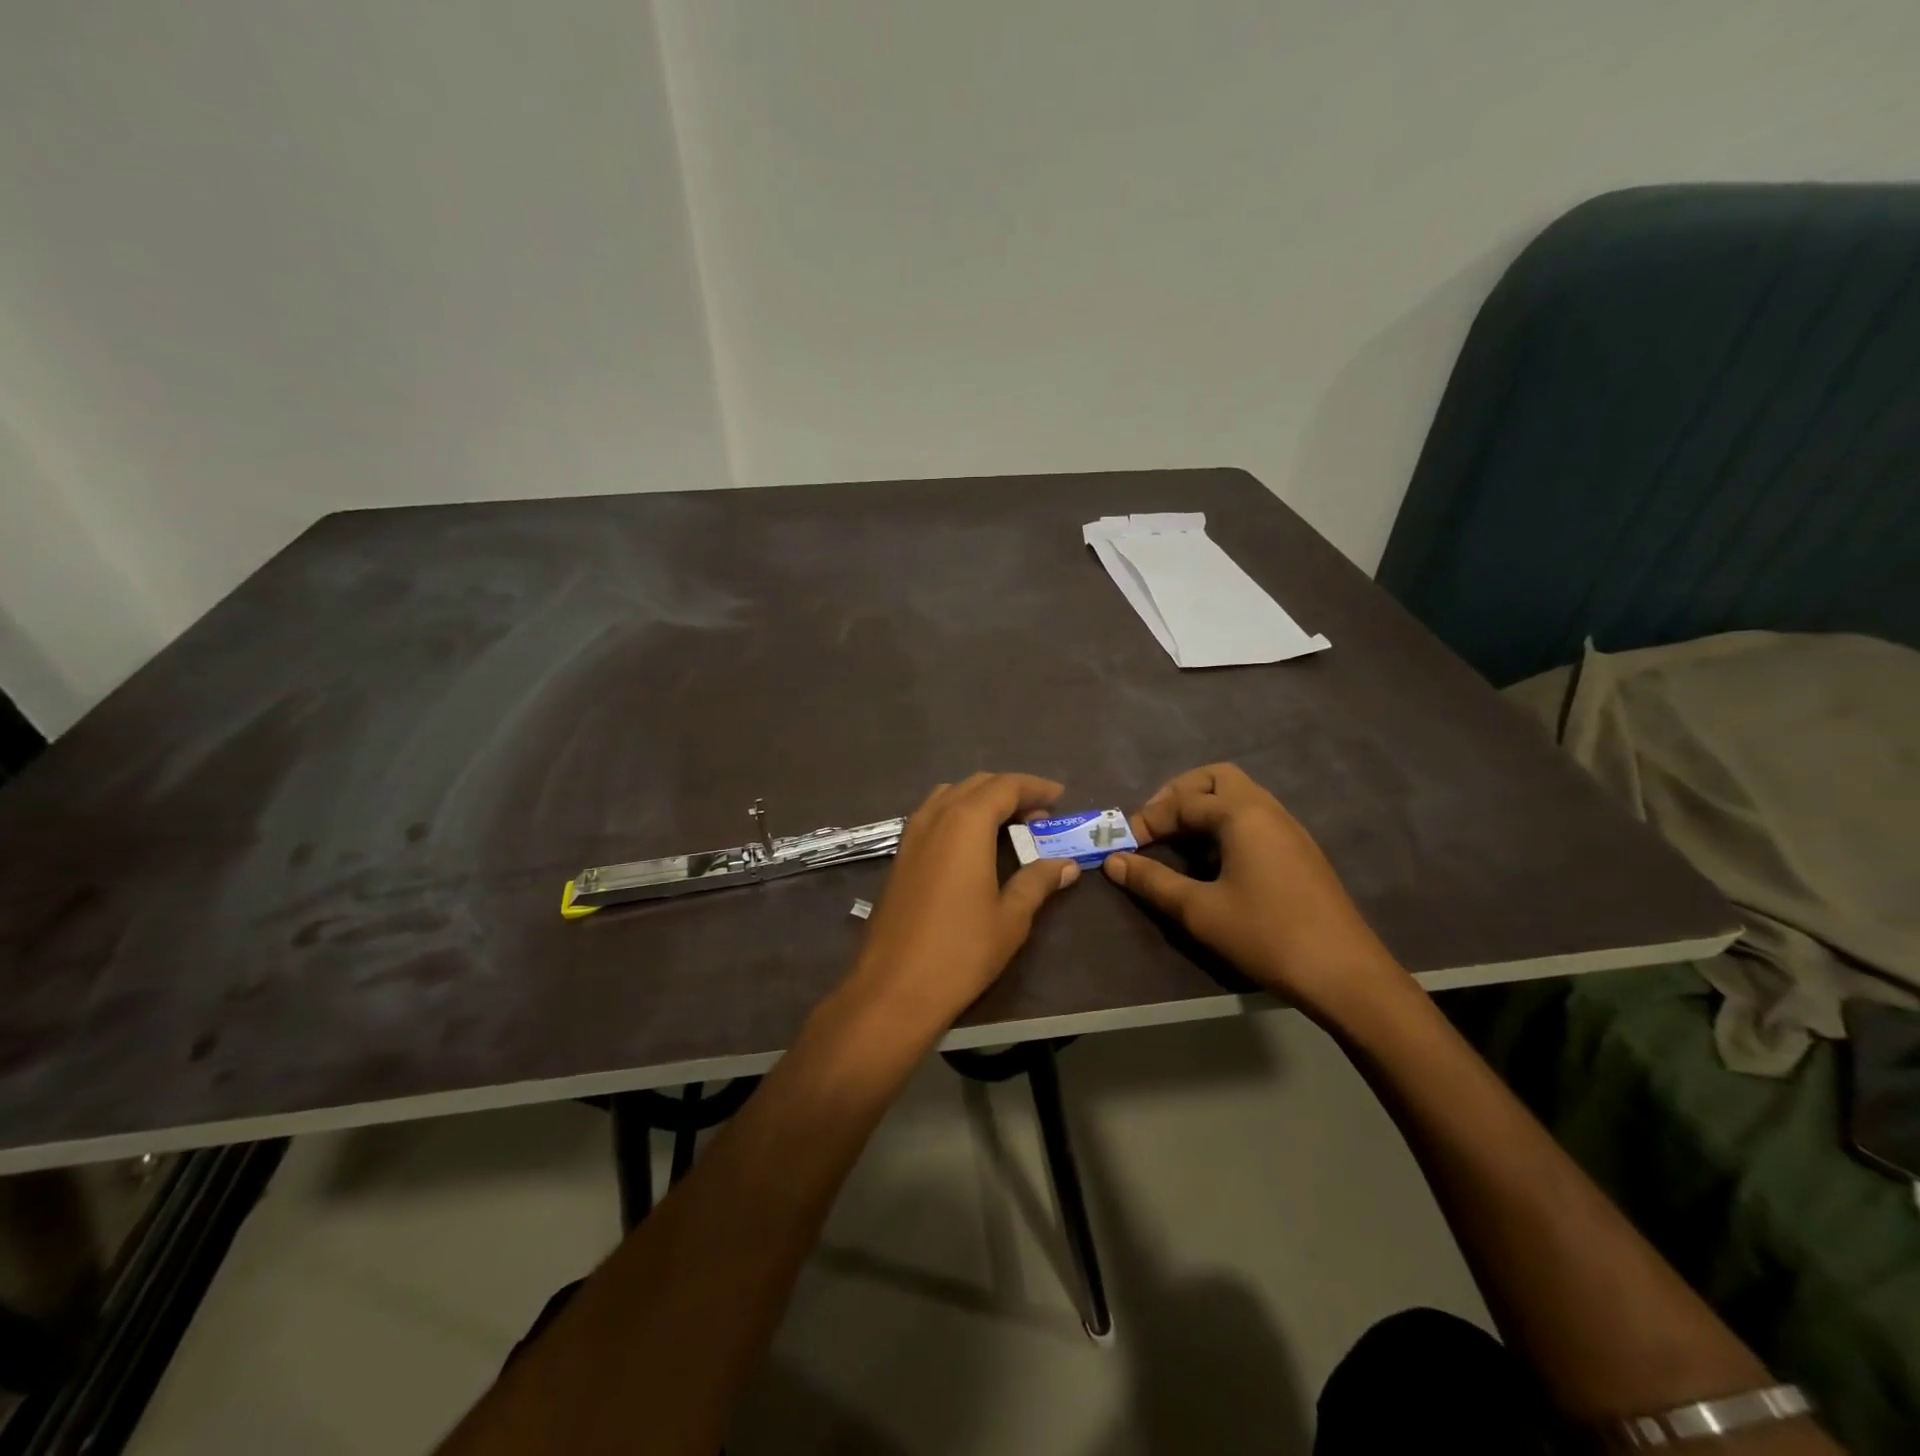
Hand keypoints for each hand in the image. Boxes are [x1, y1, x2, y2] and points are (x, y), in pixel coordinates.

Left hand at [847, 773, 1080, 1033]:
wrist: (894, 988)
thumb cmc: (960, 951)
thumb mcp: (1010, 918)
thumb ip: (1037, 881)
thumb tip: (1065, 865)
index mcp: (966, 823)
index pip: (1005, 786)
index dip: (1035, 786)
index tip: (1059, 796)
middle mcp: (935, 817)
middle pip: (976, 785)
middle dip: (1010, 791)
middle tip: (1039, 815)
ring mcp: (912, 835)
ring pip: (950, 795)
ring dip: (981, 800)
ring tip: (1008, 825)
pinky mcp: (899, 855)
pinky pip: (932, 815)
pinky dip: (957, 814)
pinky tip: (971, 844)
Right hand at [1102, 763, 1404, 1019]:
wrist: (1345, 974)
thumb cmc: (1267, 936)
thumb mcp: (1200, 911)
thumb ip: (1153, 881)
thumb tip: (1113, 861)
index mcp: (1242, 815)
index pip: (1183, 801)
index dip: (1148, 819)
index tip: (1125, 846)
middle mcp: (1267, 809)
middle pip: (1216, 779)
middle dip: (1179, 794)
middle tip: (1154, 824)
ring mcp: (1288, 828)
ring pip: (1238, 795)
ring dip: (1203, 807)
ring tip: (1177, 840)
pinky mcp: (1298, 850)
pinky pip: (1253, 817)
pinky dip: (1224, 823)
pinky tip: (1213, 860)